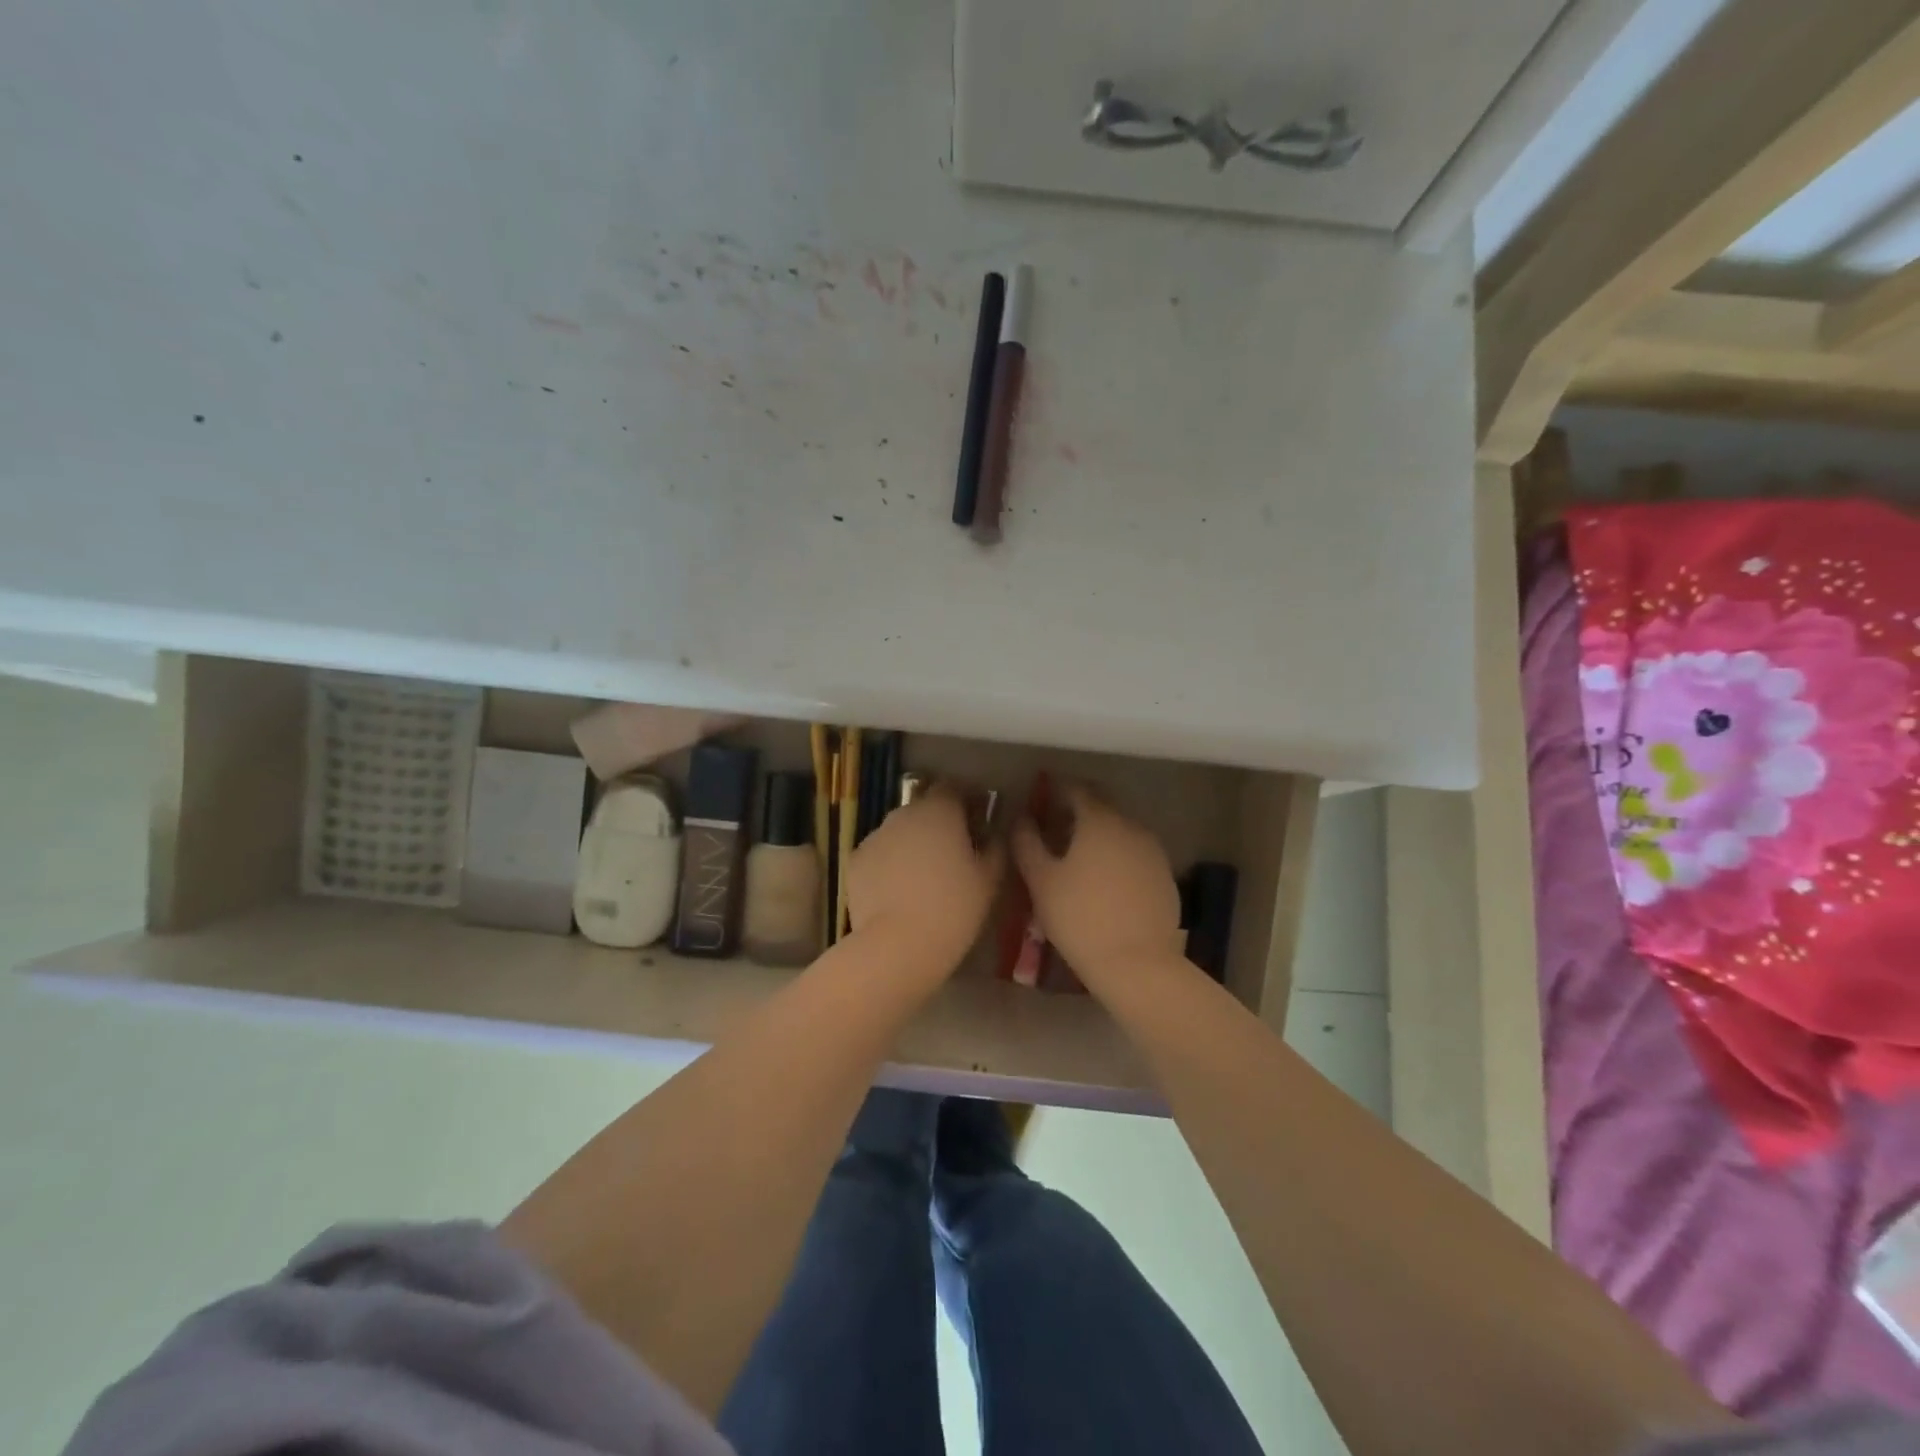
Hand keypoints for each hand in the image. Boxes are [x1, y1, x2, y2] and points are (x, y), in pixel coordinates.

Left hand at [847, 784, 1004, 976]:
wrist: (899, 945)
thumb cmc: (954, 908)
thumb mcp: (990, 878)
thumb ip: (995, 846)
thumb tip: (991, 833)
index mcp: (939, 810)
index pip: (953, 787)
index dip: (966, 800)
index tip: (976, 821)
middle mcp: (903, 813)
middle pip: (924, 808)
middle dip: (938, 824)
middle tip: (953, 854)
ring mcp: (875, 835)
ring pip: (900, 831)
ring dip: (913, 844)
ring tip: (924, 878)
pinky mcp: (855, 860)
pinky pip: (880, 854)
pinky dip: (890, 864)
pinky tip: (899, 892)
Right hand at [1011, 784, 1184, 986]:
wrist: (1137, 964)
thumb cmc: (1080, 918)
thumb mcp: (1041, 881)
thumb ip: (1027, 843)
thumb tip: (1021, 820)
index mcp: (1099, 821)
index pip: (1076, 790)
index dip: (1055, 792)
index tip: (1040, 803)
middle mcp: (1131, 826)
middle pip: (1101, 808)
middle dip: (1077, 814)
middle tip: (1055, 831)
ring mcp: (1153, 852)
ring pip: (1120, 832)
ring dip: (1099, 836)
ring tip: (1078, 859)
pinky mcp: (1165, 877)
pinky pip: (1135, 856)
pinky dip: (1118, 858)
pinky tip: (1105, 883)